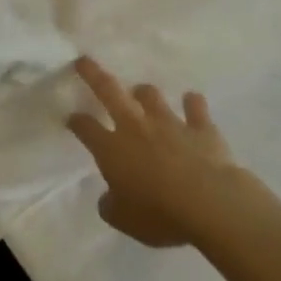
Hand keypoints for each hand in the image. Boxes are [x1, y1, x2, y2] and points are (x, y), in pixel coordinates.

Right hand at [66, 58, 240, 247]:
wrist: (209, 203)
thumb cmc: (159, 214)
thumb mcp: (124, 220)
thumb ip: (111, 205)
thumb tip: (108, 197)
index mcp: (111, 149)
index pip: (85, 127)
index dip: (76, 121)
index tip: (71, 118)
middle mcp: (135, 126)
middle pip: (109, 91)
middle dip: (93, 74)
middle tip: (83, 60)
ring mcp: (169, 122)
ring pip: (151, 95)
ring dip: (144, 93)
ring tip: (141, 93)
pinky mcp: (200, 127)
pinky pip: (195, 108)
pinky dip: (192, 104)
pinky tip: (192, 101)